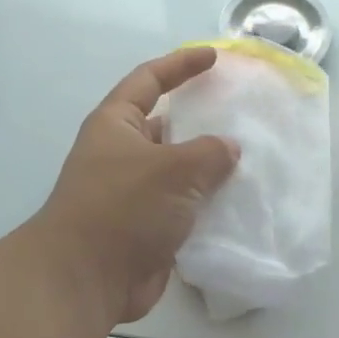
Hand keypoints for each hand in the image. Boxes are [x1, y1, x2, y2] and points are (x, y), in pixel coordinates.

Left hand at [36, 46, 240, 323]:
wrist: (86, 279)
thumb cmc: (123, 207)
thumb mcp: (173, 169)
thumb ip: (209, 153)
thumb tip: (229, 149)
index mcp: (116, 124)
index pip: (149, 79)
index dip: (181, 64)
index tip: (213, 57)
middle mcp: (122, 153)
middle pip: (167, 125)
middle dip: (201, 120)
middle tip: (242, 114)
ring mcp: (133, 192)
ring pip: (179, 170)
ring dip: (209, 168)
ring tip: (253, 158)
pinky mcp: (145, 227)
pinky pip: (183, 207)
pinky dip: (207, 204)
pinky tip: (241, 203)